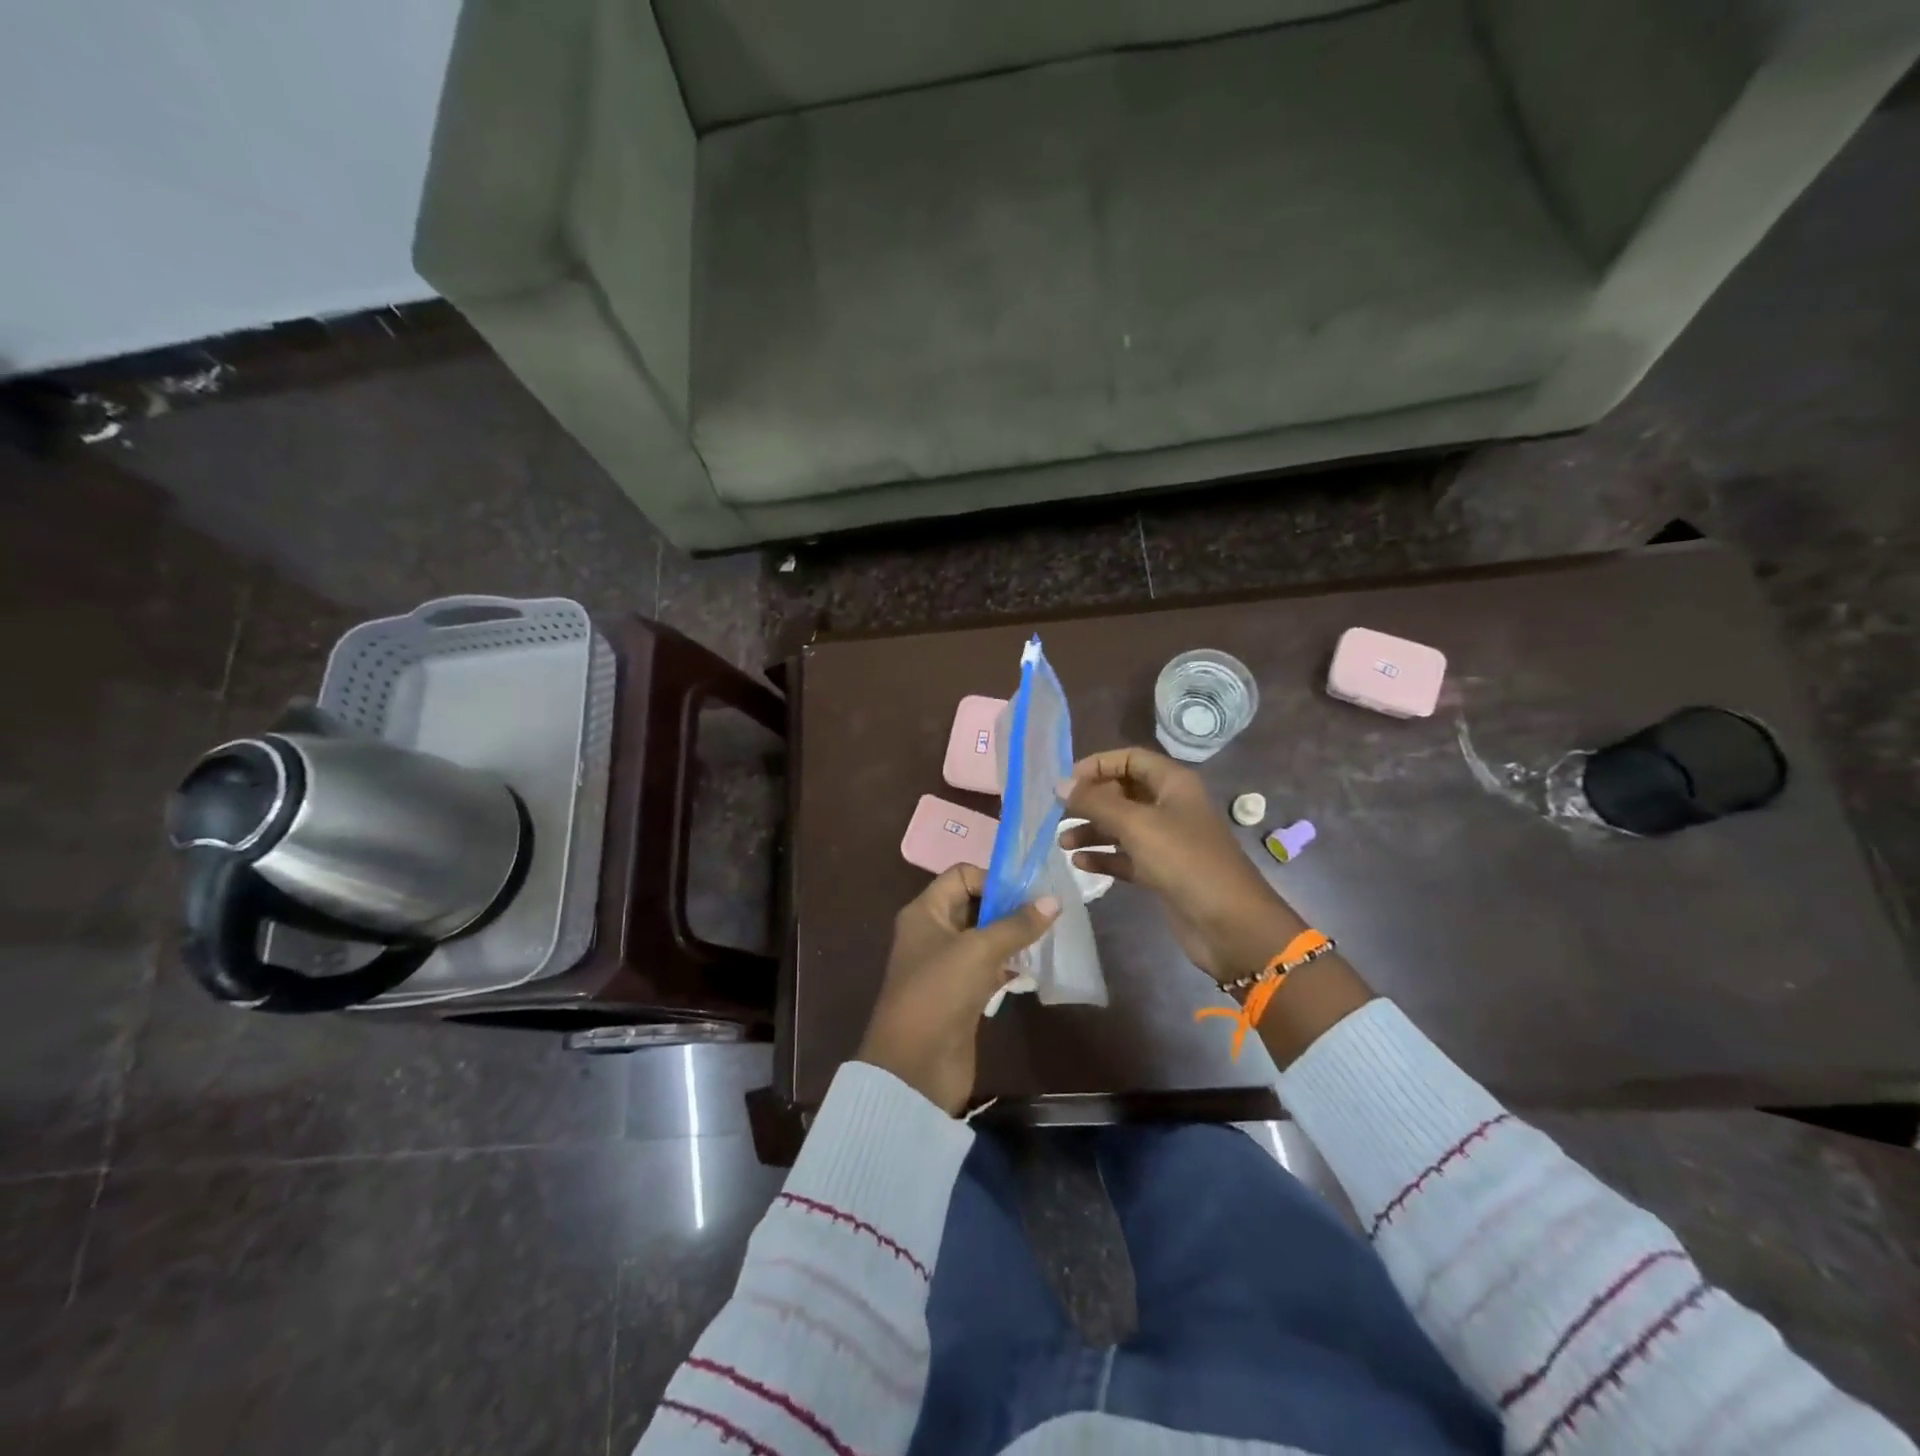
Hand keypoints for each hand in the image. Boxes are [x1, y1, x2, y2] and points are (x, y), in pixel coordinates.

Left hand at [858, 864, 1058, 1114]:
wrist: (915, 1067)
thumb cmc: (940, 992)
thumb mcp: (979, 950)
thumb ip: (1017, 924)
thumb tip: (1053, 901)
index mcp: (925, 912)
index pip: (961, 876)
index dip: (993, 879)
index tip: (1027, 894)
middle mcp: (932, 933)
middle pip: (974, 906)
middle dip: (1009, 908)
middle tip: (1047, 914)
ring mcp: (946, 966)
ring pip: (984, 939)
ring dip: (1013, 938)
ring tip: (1047, 938)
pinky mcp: (960, 995)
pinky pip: (988, 969)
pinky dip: (1009, 966)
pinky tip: (1034, 970)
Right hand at [1062, 747, 1303, 983]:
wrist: (1229, 924)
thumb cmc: (1184, 861)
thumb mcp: (1136, 824)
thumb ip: (1095, 802)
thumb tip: (1060, 784)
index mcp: (1173, 784)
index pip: (1130, 759)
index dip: (1097, 765)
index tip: (1067, 783)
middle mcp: (1170, 806)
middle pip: (1123, 792)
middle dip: (1090, 801)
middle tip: (1058, 814)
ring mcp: (1167, 841)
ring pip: (1121, 827)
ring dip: (1092, 831)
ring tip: (1063, 843)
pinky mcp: (1162, 872)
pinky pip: (1126, 857)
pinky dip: (1104, 858)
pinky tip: (1080, 864)